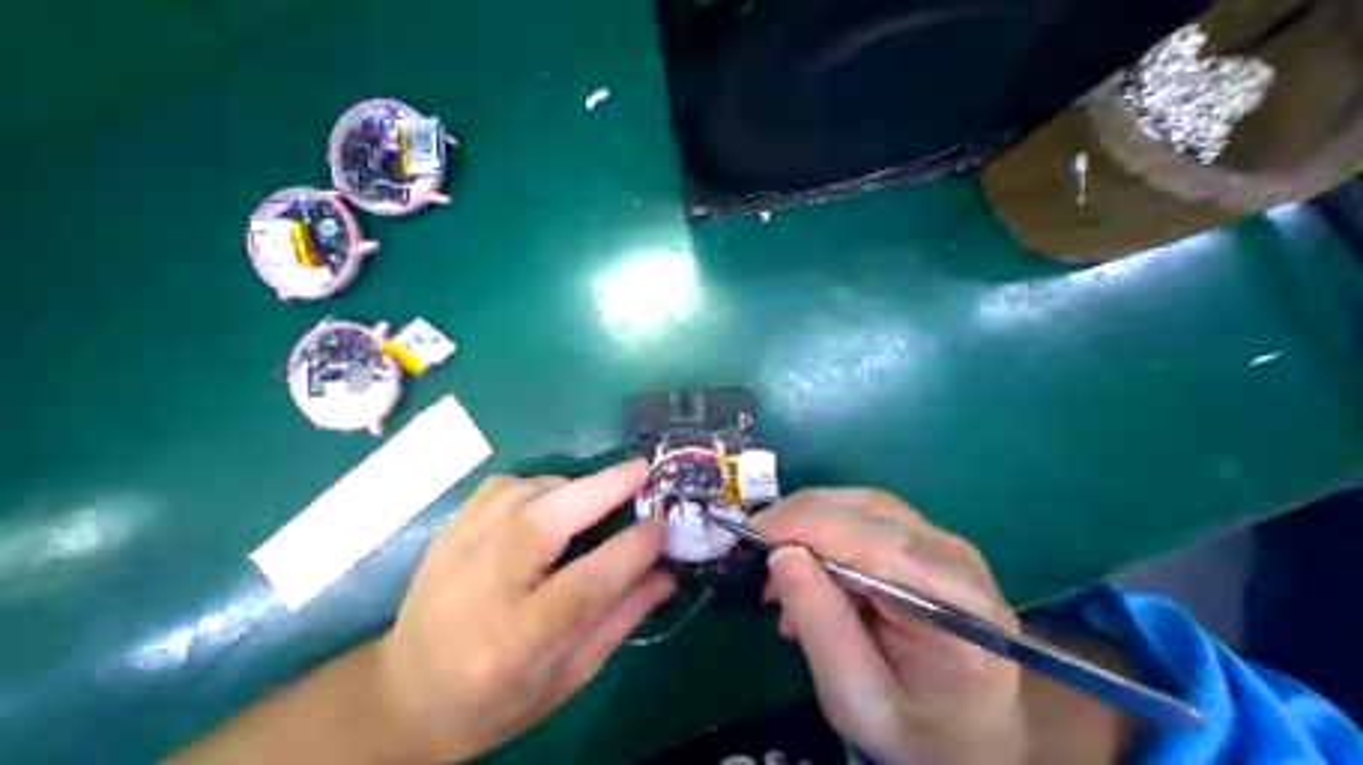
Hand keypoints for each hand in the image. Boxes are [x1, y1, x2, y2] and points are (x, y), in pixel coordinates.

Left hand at [374, 458, 671, 761]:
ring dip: (577, 488)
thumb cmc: (497, 698)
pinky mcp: (454, 523)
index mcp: (514, 642)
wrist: (403, 694)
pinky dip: (545, 485)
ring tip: (596, 502)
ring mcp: (460, 546)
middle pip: (549, 521)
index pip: (585, 585)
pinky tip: (551, 505)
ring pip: (533, 492)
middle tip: (643, 470)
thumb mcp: (568, 676)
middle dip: (604, 488)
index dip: (631, 549)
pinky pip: (513, 484)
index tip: (662, 525)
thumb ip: (622, 618)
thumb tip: (668, 572)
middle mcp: (483, 586)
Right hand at [751, 489, 1027, 764]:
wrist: (969, 726)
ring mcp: (937, 537)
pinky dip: (820, 526)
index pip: (864, 538)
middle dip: (795, 520)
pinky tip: (807, 559)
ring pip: (854, 502)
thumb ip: (819, 622)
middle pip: (858, 509)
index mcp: (951, 603)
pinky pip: (858, 511)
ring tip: (780, 561)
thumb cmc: (915, 727)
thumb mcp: (855, 695)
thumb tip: (780, 553)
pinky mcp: (919, 532)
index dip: (799, 525)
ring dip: (805, 522)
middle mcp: (949, 554)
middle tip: (756, 549)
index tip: (747, 538)